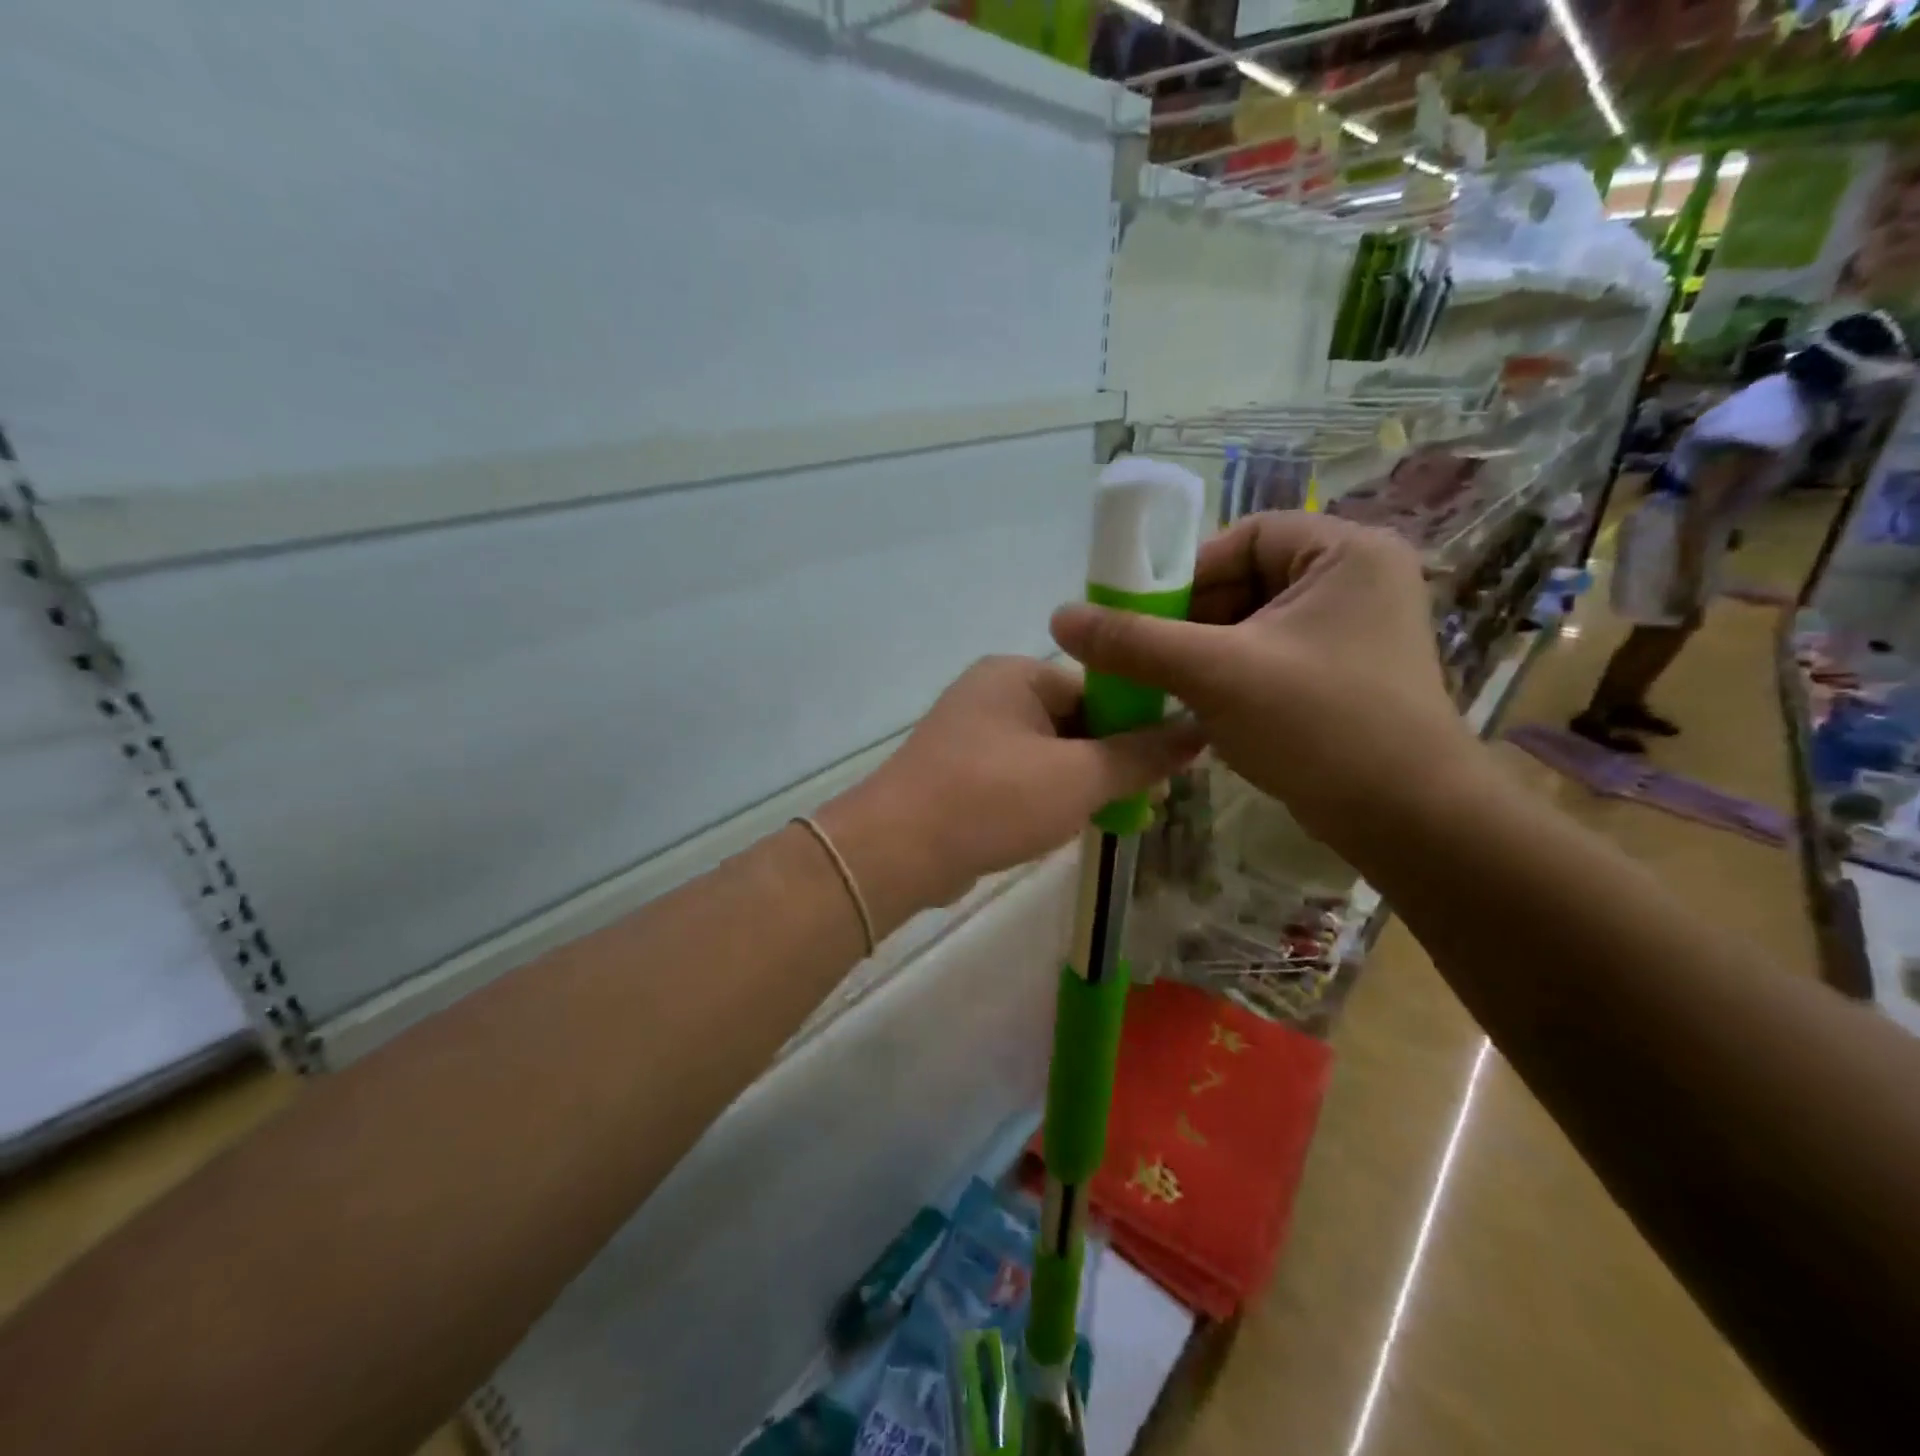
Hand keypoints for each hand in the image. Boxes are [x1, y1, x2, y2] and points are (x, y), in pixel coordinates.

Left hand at [819, 657, 1204, 928]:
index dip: (1138, 727)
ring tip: (1117, 819)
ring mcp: (968, 735)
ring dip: (1081, 784)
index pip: (1097, 688)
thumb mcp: (1079, 777)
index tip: (1167, 771)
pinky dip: (1044, 798)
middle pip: (1073, 722)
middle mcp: (990, 694)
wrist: (896, 851)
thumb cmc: (994, 799)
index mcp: (1017, 675)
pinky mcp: (956, 775)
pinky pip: (1017, 778)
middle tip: (1147, 803)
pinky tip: (1065, 827)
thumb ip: (1140, 755)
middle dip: (1111, 762)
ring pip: (1046, 754)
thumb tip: (1197, 731)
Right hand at [1050, 513, 1474, 847]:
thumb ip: (1135, 641)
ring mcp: (1352, 632)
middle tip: (1148, 658)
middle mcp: (1356, 581)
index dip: (1188, 573)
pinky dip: (1230, 676)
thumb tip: (1060, 618)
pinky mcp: (1343, 676)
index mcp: (1346, 553)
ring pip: (1252, 625)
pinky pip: (1269, 657)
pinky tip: (1201, 708)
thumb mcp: (1216, 674)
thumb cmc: (1320, 726)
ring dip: (1203, 654)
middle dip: (1191, 621)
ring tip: (1167, 687)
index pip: (1245, 538)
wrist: (1406, 820)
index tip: (1145, 616)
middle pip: (1246, 581)